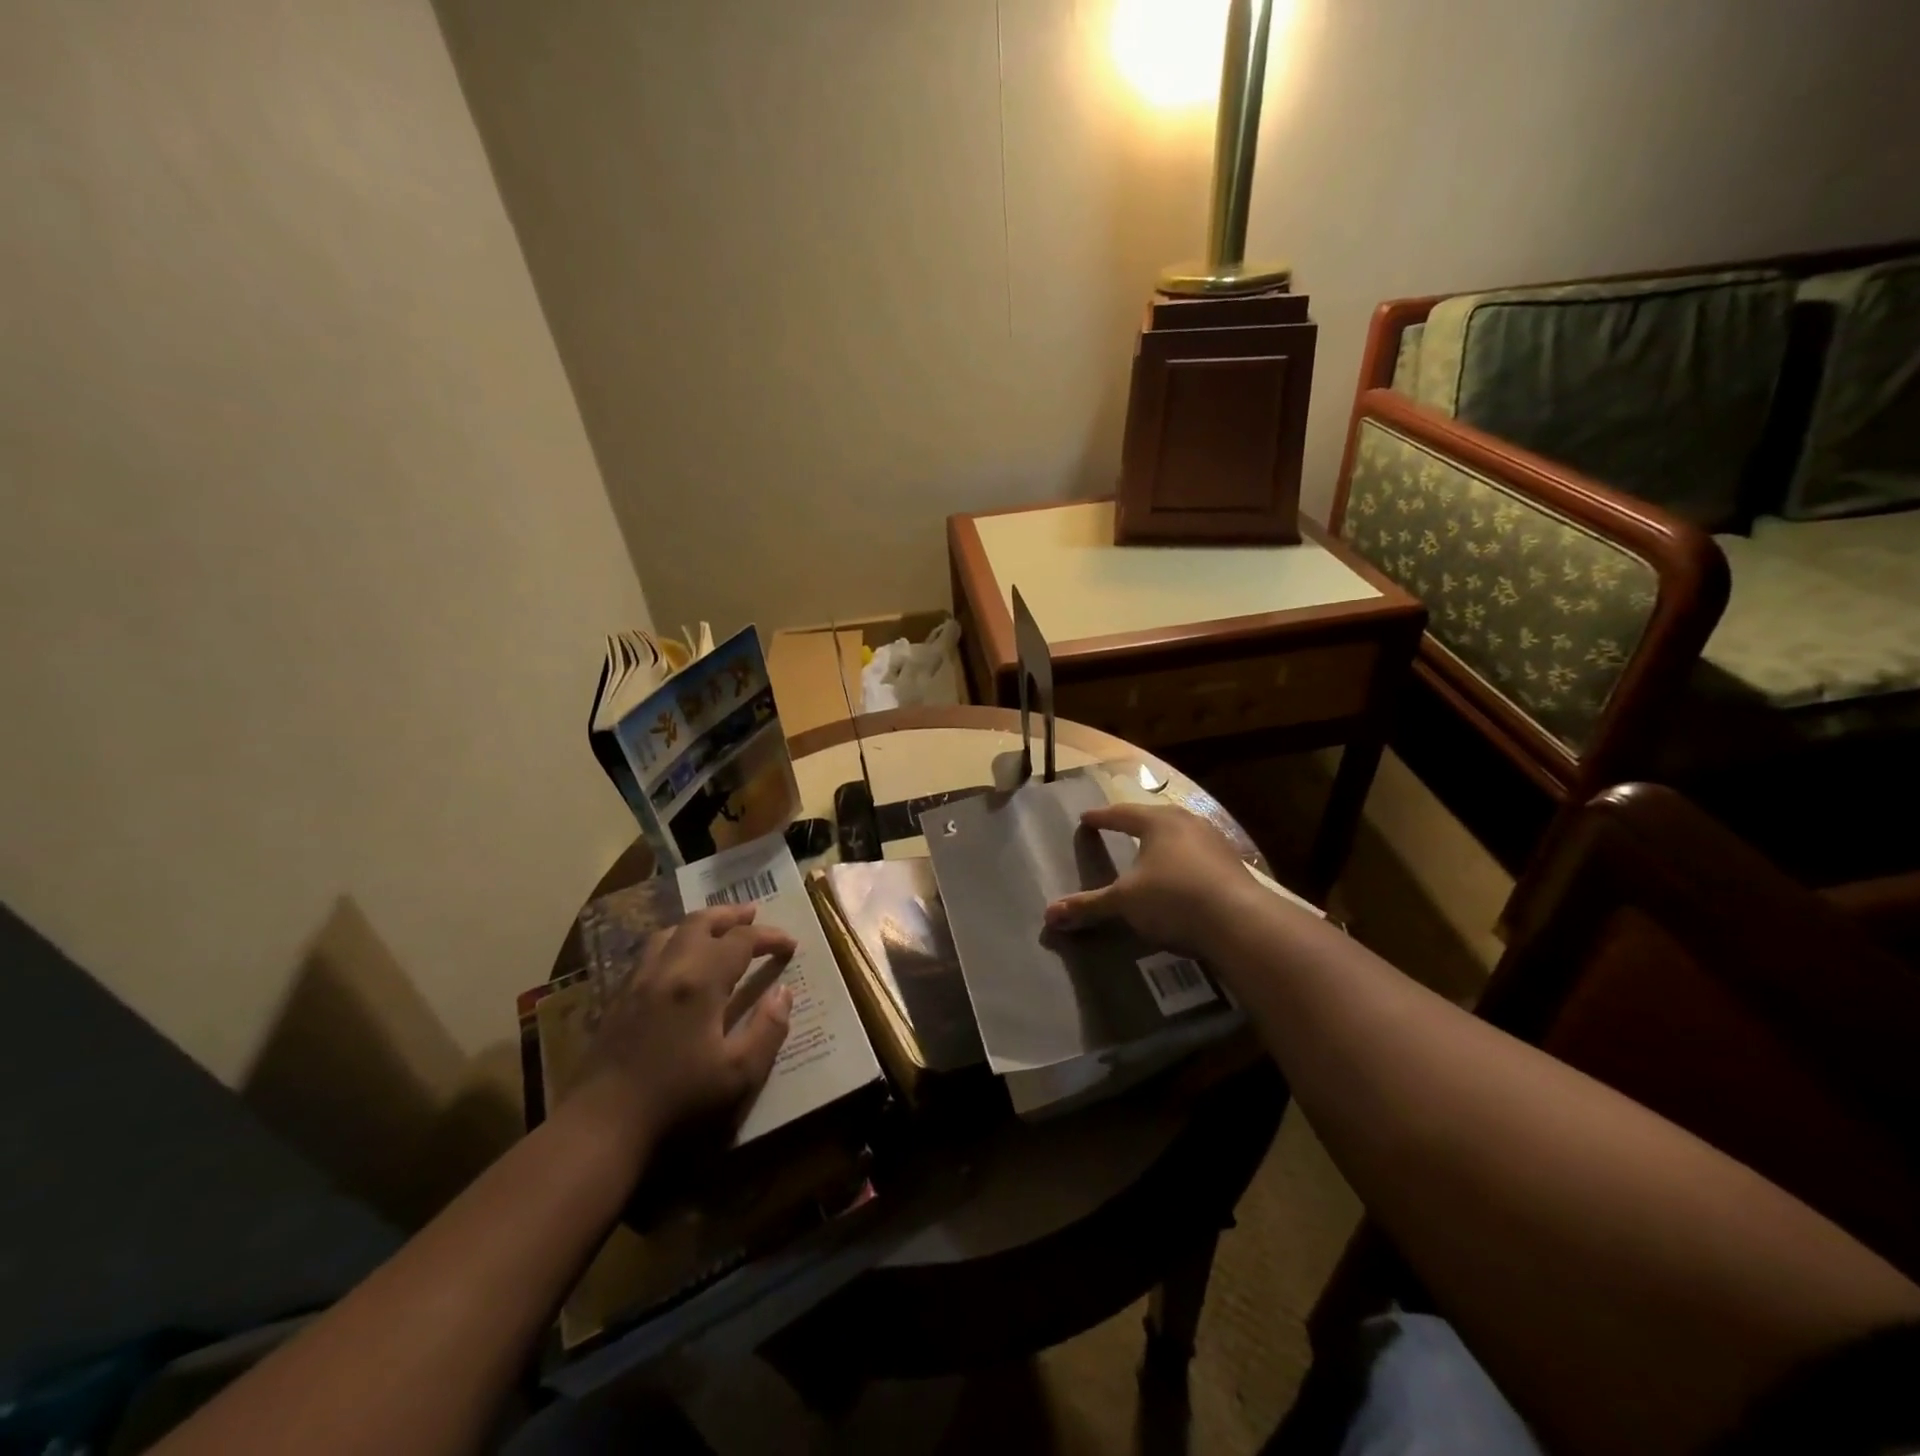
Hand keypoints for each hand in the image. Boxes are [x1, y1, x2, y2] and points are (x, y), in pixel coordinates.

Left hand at [572, 905, 794, 1152]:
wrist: (603, 1123)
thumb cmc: (678, 1099)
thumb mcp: (738, 1073)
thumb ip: (767, 1029)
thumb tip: (784, 993)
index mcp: (701, 981)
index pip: (741, 941)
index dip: (769, 937)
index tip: (790, 945)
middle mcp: (669, 968)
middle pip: (701, 922)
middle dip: (731, 915)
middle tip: (753, 914)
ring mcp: (639, 980)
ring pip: (671, 932)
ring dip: (700, 924)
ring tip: (717, 929)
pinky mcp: (619, 997)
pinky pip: (650, 952)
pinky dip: (673, 942)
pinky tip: (678, 961)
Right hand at [1044, 802, 1257, 955]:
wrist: (1240, 921)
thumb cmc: (1173, 899)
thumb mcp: (1124, 903)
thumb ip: (1088, 906)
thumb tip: (1048, 916)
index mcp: (1157, 821)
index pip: (1121, 814)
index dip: (1101, 818)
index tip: (1086, 818)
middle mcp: (1187, 822)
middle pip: (1153, 817)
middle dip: (1134, 822)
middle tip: (1118, 827)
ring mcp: (1214, 841)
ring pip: (1180, 834)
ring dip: (1162, 840)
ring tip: (1149, 849)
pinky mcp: (1232, 863)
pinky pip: (1198, 854)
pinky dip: (1183, 860)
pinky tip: (1181, 874)